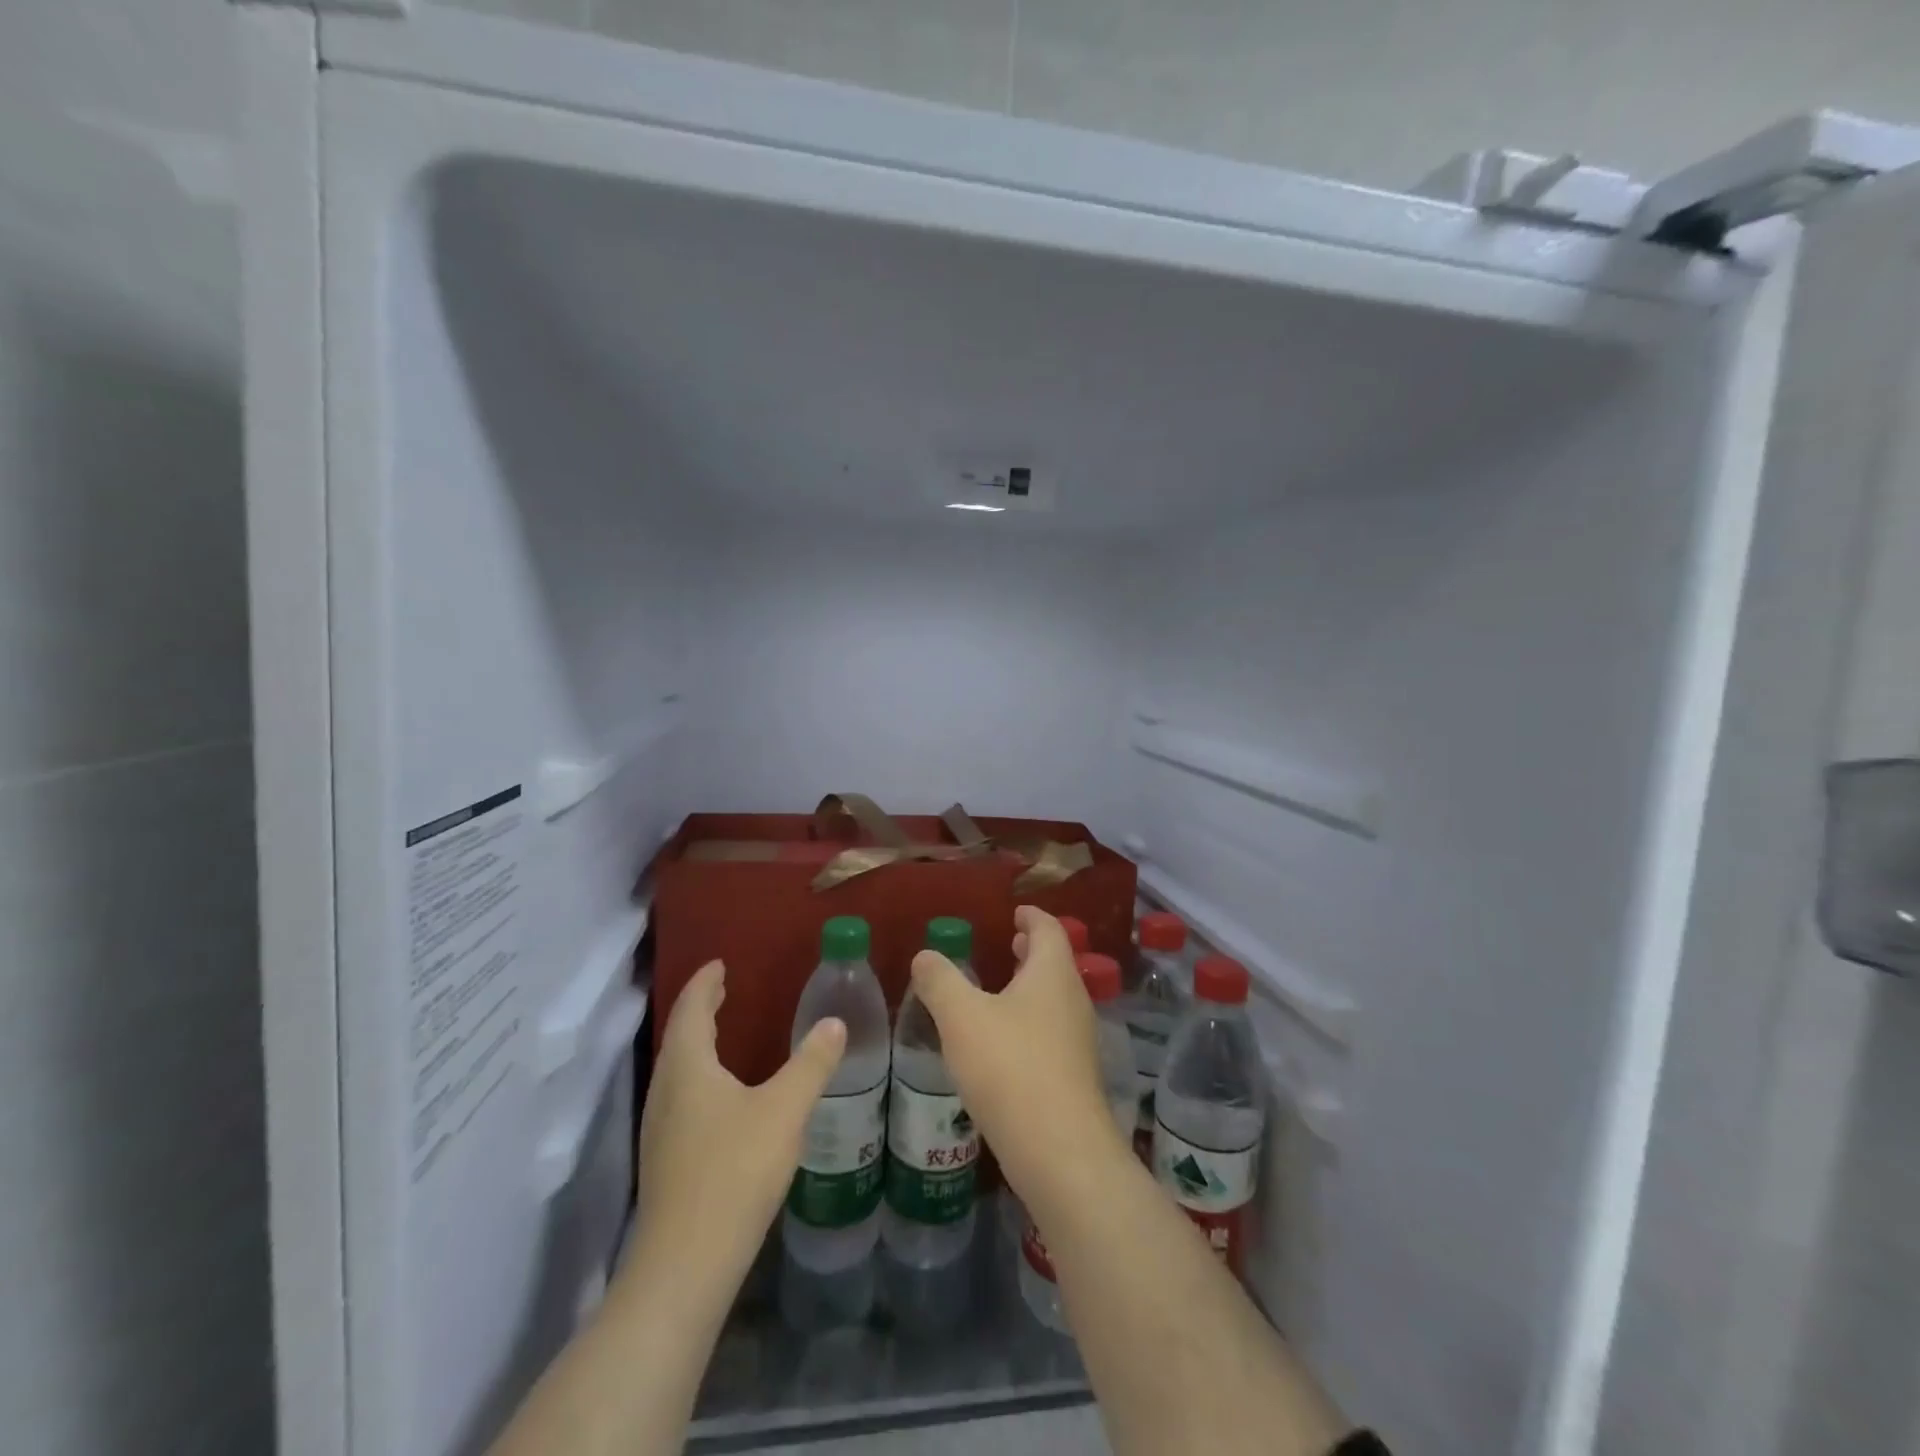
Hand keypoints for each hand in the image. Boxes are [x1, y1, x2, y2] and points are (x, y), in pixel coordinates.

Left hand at [633, 961, 846, 1287]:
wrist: (686, 1264)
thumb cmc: (734, 1171)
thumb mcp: (785, 1109)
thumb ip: (812, 1063)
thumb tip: (834, 1022)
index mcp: (688, 1067)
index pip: (692, 1010)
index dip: (705, 984)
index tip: (719, 965)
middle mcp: (666, 1091)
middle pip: (680, 1037)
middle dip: (700, 1010)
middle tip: (722, 990)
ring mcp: (660, 1129)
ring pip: (677, 1070)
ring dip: (697, 1044)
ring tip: (721, 1034)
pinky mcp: (665, 1160)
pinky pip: (679, 1097)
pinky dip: (698, 1076)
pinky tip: (719, 1096)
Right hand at [908, 907, 1124, 1206]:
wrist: (1059, 1150)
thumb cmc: (1010, 1067)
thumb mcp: (961, 1017)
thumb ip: (940, 981)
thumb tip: (925, 956)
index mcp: (1052, 974)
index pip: (1048, 929)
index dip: (1032, 916)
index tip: (1016, 912)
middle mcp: (1073, 999)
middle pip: (1055, 963)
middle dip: (1031, 951)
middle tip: (1008, 943)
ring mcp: (1078, 1040)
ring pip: (1054, 999)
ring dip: (1030, 987)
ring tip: (999, 989)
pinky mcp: (1073, 1076)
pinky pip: (1052, 1031)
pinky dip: (1030, 1020)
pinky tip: (1003, 1041)